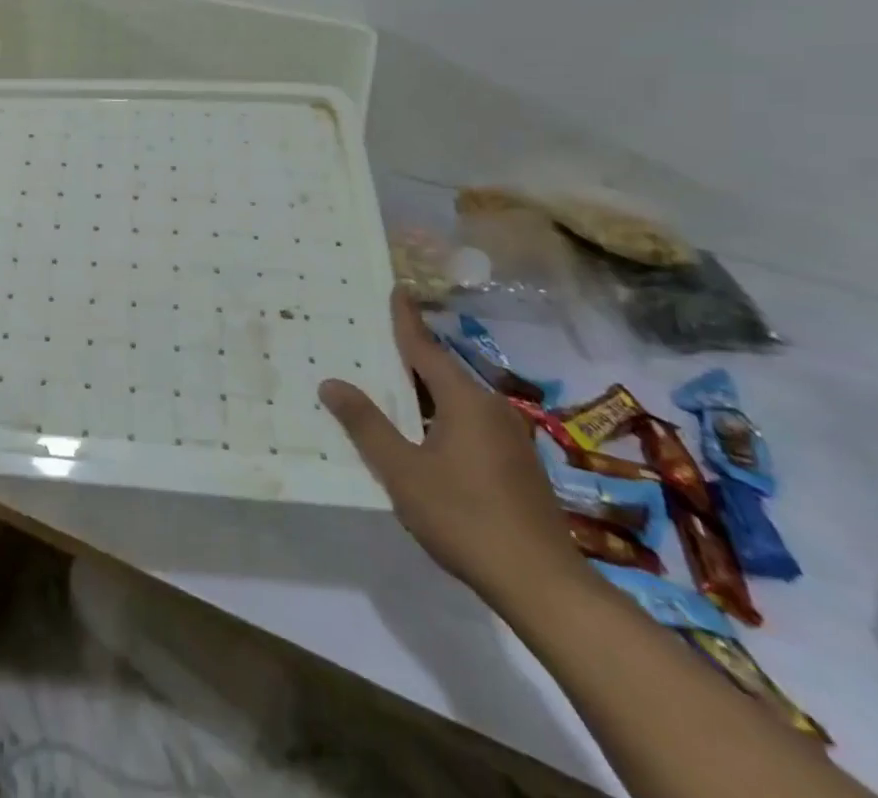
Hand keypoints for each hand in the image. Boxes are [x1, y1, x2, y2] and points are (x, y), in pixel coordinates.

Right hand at [319, 292, 584, 602]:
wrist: (545, 588)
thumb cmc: (466, 518)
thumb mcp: (403, 471)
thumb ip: (366, 425)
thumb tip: (332, 383)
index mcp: (465, 401)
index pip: (425, 347)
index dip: (406, 318)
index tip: (396, 288)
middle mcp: (492, 408)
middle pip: (442, 371)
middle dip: (409, 357)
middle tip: (374, 342)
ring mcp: (511, 438)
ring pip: (457, 400)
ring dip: (424, 392)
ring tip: (390, 388)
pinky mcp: (518, 465)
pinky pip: (470, 423)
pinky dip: (441, 416)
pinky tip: (422, 435)